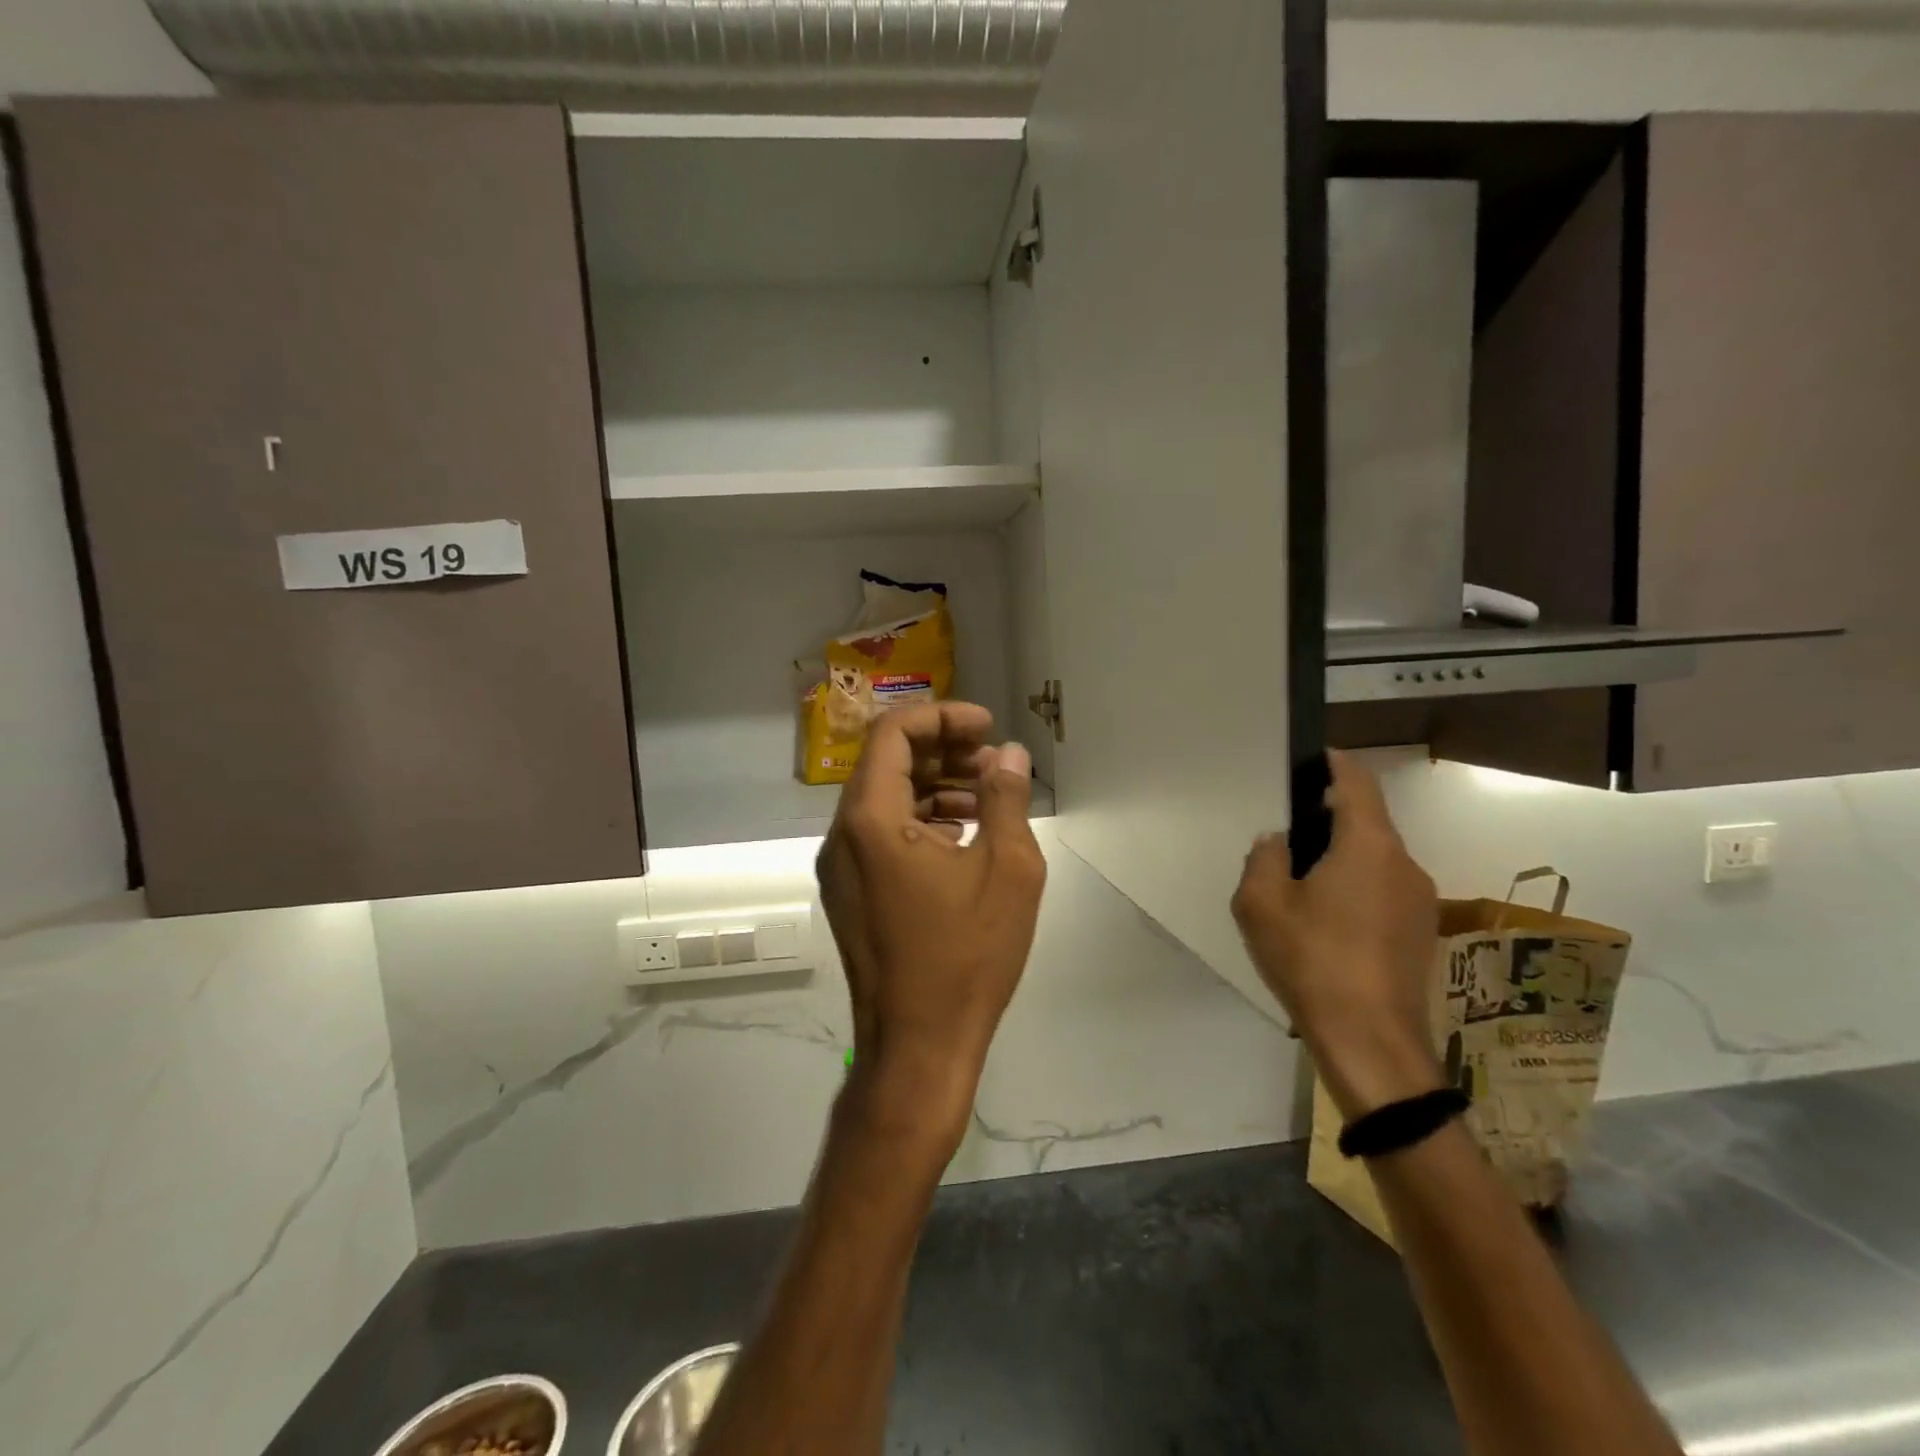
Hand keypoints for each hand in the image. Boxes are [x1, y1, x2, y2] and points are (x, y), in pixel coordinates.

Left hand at [817, 702, 1046, 1151]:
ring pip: (883, 799)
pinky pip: (880, 834)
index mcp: (870, 821)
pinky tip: (964, 833)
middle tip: (992, 759)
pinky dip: (919, 819)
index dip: (942, 717)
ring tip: (987, 796)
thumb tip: (1009, 754)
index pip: (893, 734)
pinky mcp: (850, 893)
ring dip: (933, 785)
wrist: (918, 1047)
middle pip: (885, 763)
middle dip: (941, 750)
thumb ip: (1007, 799)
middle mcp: (842, 836)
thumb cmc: (966, 957)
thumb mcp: (1007, 870)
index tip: (987, 728)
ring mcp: (841, 867)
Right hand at [1231, 750, 1442, 1117]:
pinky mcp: (1420, 933)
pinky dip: (1356, 888)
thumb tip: (1278, 842)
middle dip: (1330, 818)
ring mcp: (1418, 901)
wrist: (1371, 1043)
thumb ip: (1264, 858)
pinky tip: (1325, 922)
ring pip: (1375, 859)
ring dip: (1342, 858)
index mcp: (1368, 846)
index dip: (1335, 764)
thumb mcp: (1261, 904)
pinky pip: (1384, 890)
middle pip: (1367, 822)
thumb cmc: (1312, 961)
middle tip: (1287, 835)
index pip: (1357, 783)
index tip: (1313, 758)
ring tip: (1300, 885)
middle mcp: (1403, 864)